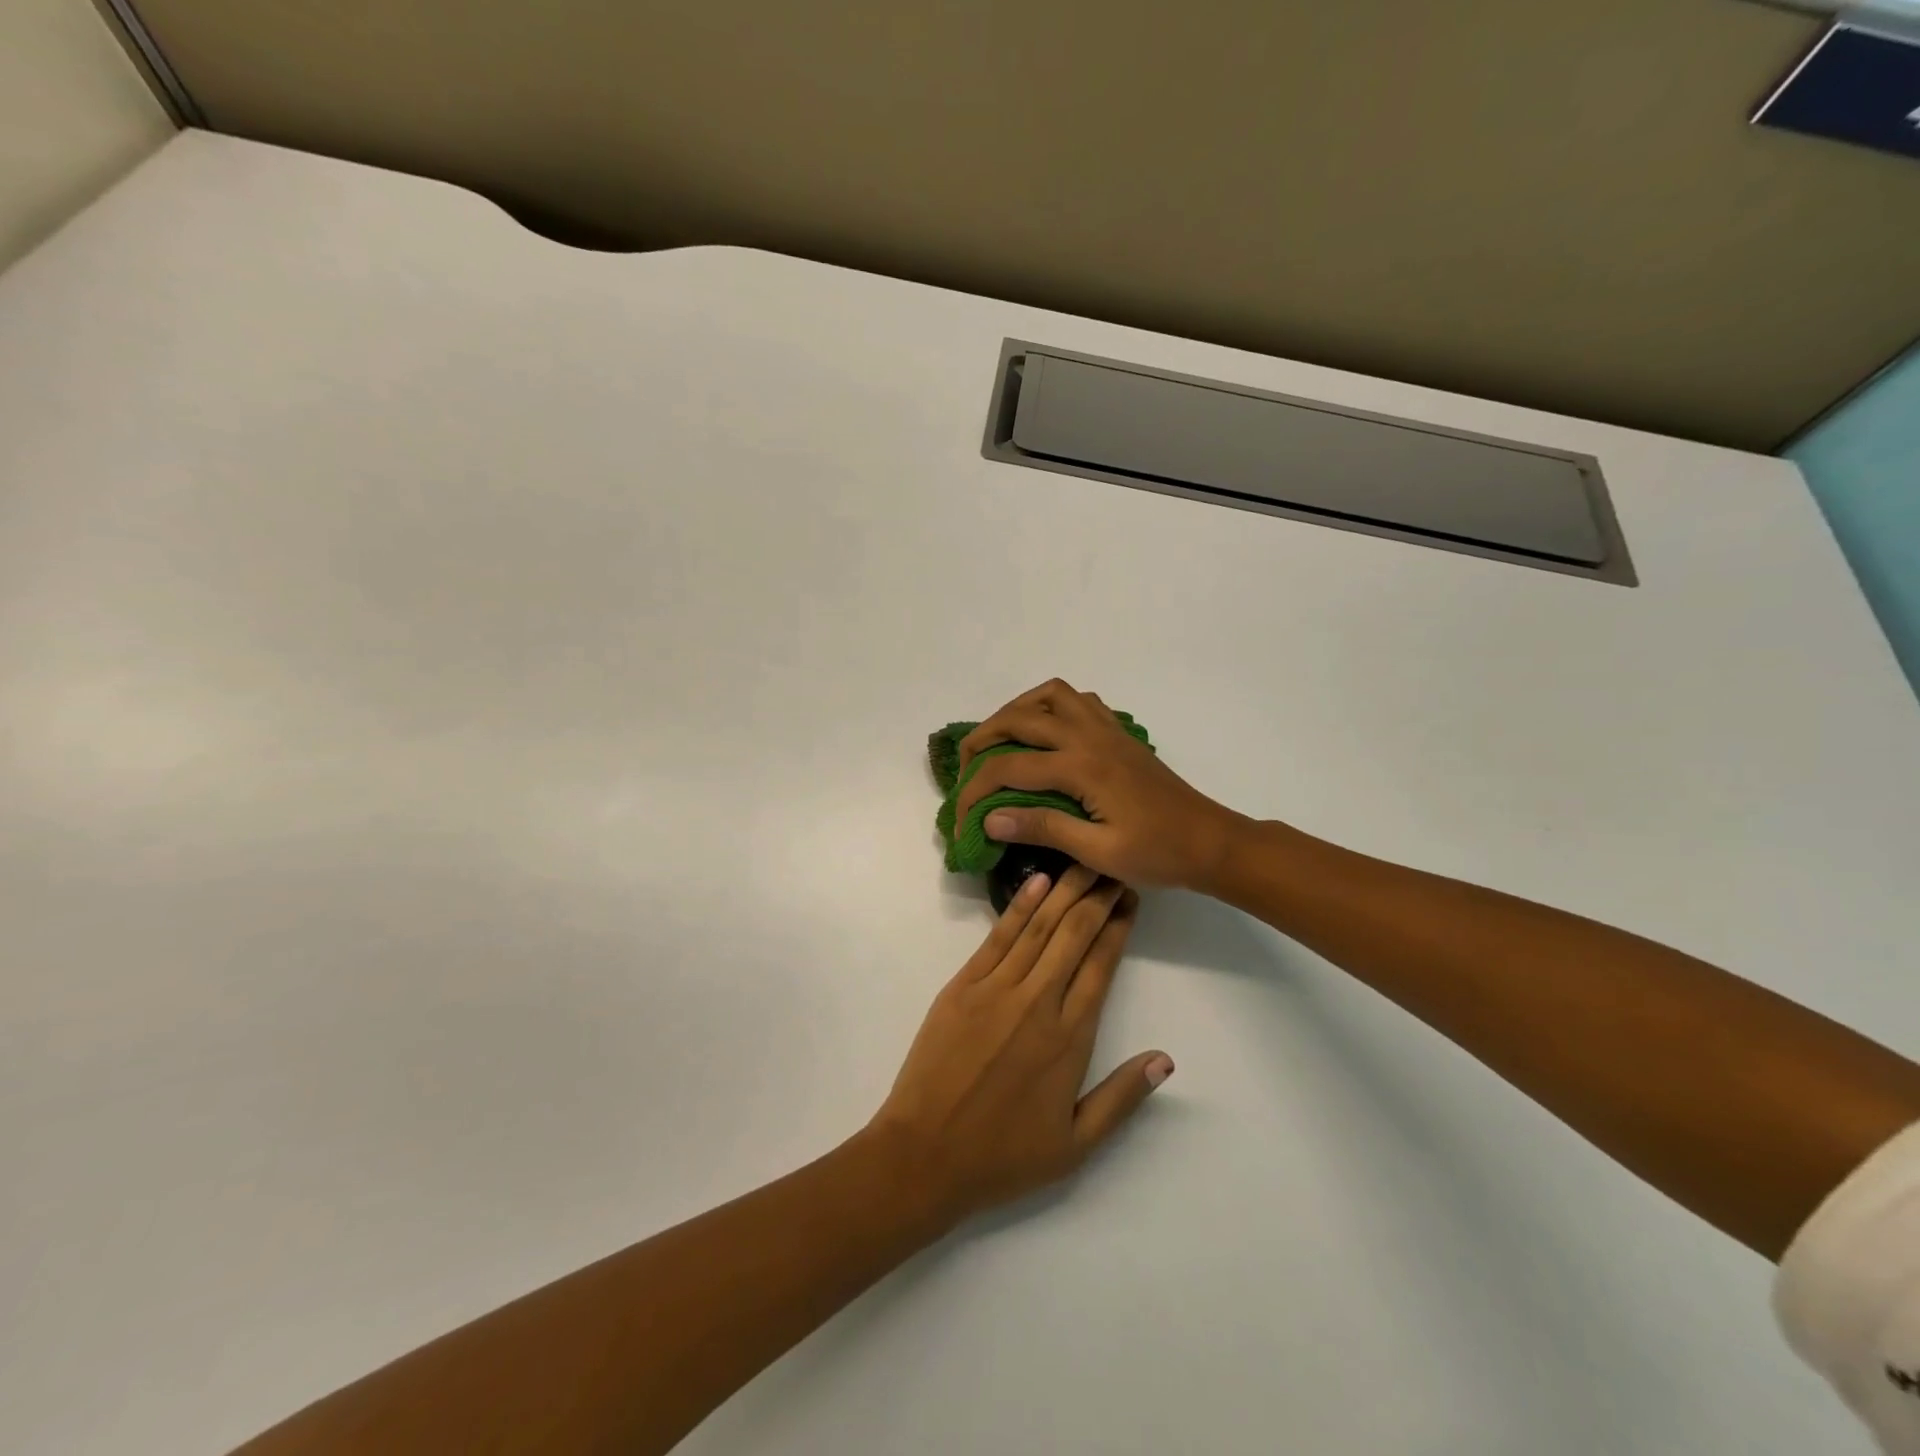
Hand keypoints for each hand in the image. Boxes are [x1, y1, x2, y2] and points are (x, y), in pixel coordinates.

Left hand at [865, 865, 1173, 1226]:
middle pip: (1074, 936)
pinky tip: (1038, 882)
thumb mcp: (1076, 1144)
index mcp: (1069, 1039)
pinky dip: (1020, 906)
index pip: (1101, 966)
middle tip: (1113, 866)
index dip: (1118, 928)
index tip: (1131, 898)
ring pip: (1039, 928)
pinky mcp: (962, 986)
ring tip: (1083, 862)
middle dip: (1097, 897)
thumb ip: (1122, 1097)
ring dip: (1064, 891)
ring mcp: (997, 990)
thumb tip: (1166, 1059)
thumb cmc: (1003, 1155)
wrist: (925, 1154)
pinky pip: (998, 937)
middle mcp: (1037, 1003)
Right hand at [955, 679, 1244, 890]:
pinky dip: (1052, 706)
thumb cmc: (1157, 854)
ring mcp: (1107, 729)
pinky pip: (1078, 700)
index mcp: (1081, 768)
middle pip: (1020, 718)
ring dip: (1017, 710)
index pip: (1009, 768)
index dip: (974, 791)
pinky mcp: (1119, 733)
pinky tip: (1046, 733)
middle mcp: (1089, 737)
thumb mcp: (1098, 852)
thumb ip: (1043, 829)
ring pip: (1050, 695)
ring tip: (1000, 738)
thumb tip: (990, 819)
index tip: (960, 820)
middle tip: (965, 766)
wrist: (1210, 841)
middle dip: (982, 738)